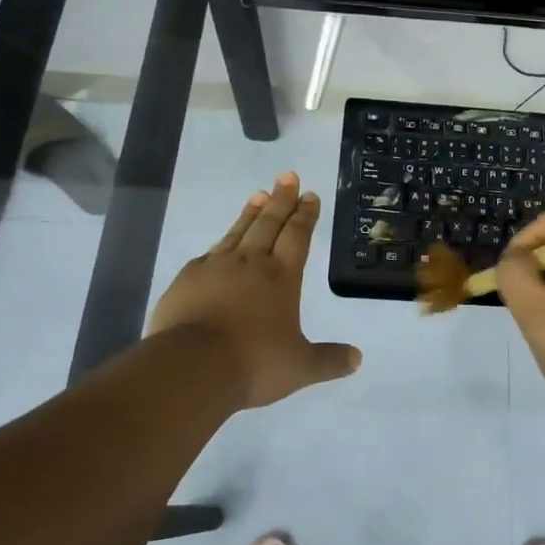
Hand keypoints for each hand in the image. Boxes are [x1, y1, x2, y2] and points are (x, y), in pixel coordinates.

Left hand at [147, 173, 361, 409]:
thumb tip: (357, 359)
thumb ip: (329, 361)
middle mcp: (250, 263)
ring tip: (259, 194)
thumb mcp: (299, 367)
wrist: (190, 368)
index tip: (309, 195)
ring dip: (251, 212)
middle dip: (281, 199)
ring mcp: (215, 267)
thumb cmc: (253, 363)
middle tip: (287, 176)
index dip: (305, 214)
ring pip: (238, 231)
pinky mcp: (187, 280)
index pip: (297, 235)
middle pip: (269, 223)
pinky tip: (221, 244)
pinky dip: (221, 243)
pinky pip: (209, 254)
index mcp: (281, 276)